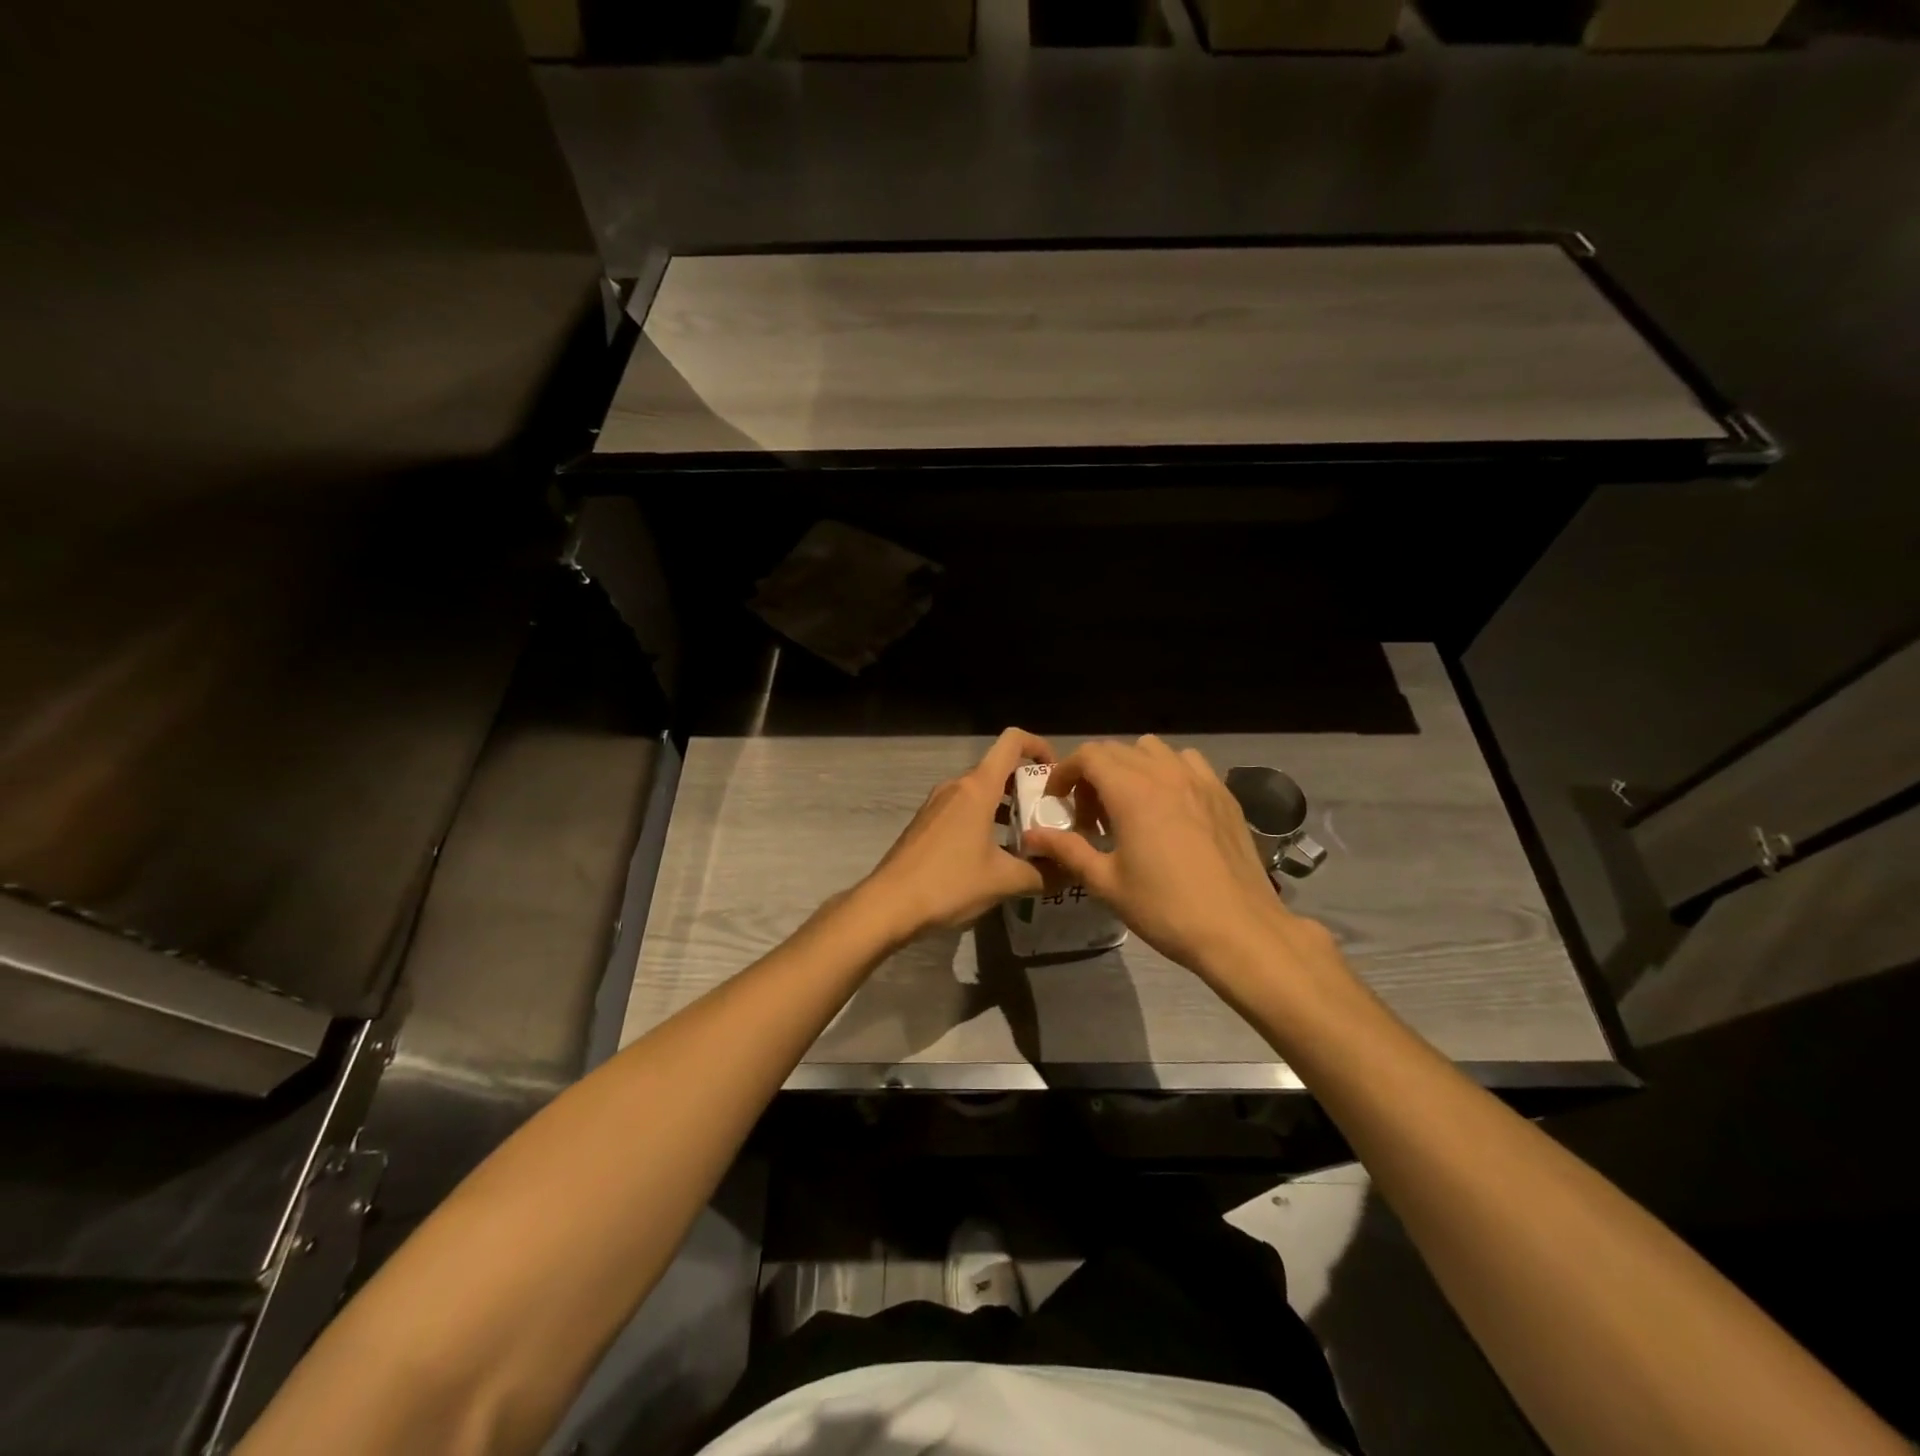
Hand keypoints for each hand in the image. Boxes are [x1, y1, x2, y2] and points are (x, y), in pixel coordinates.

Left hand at [856, 728, 1053, 942]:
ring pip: (980, 792)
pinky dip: (985, 819)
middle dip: (1028, 787)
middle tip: (1051, 817)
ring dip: (1006, 807)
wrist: (888, 905)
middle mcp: (956, 786)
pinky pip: (963, 808)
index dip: (1039, 745)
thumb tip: (1072, 872)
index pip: (1012, 742)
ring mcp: (937, 804)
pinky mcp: (926, 823)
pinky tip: (995, 854)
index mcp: (977, 788)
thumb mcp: (1003, 881)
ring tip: (1028, 838)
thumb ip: (1043, 874)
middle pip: (998, 769)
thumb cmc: (949, 883)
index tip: (1057, 773)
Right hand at [1021, 735, 1346, 992]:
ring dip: (1131, 768)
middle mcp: (1165, 773)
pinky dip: (1168, 772)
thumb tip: (1032, 836)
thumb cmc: (1166, 908)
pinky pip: (1188, 763)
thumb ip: (1067, 850)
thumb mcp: (1107, 882)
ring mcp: (1200, 779)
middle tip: (1089, 815)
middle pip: (1117, 750)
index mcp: (1132, 791)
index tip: (1057, 801)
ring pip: (1154, 751)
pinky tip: (1169, 808)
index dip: (1065, 772)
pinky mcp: (1224, 794)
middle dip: (1093, 774)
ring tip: (1129, 805)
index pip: (1088, 755)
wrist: (1240, 930)